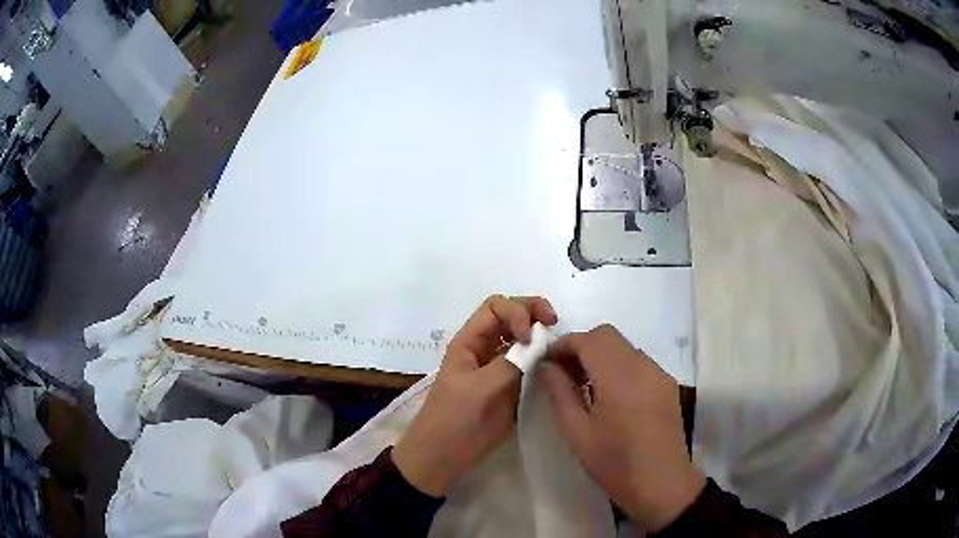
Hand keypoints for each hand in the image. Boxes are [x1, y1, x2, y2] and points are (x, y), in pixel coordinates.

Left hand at [393, 295, 557, 496]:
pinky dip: (542, 358)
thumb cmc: (453, 418)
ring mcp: (499, 367)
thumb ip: (510, 364)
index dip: (517, 312)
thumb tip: (539, 345)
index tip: (529, 336)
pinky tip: (553, 365)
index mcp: (470, 341)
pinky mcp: (511, 386)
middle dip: (533, 313)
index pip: (496, 307)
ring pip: (522, 339)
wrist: (445, 455)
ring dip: (539, 335)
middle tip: (554, 323)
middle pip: (511, 316)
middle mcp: (485, 348)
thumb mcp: (479, 388)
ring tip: (557, 346)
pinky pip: (529, 363)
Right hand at [541, 324, 704, 531]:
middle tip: (564, 373)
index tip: (548, 362)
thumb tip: (546, 366)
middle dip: (582, 346)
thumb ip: (560, 393)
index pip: (589, 339)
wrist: (661, 484)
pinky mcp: (667, 384)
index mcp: (619, 379)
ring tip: (585, 385)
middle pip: (608, 336)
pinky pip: (638, 361)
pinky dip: (618, 365)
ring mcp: (659, 373)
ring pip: (624, 346)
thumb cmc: (614, 464)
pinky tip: (610, 395)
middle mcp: (643, 367)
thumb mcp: (577, 433)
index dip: (565, 344)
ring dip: (601, 355)